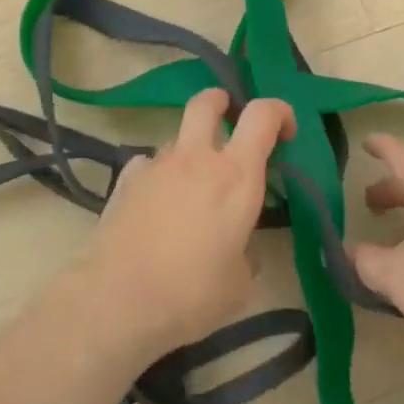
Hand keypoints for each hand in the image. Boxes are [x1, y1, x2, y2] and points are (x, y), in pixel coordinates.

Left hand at [82, 88, 295, 358]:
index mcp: (237, 175)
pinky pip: (148, 165)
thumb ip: (246, 254)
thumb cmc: (192, 293)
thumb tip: (239, 250)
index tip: (286, 132)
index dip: (280, 112)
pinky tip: (155, 204)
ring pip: (177, 137)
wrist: (117, 301)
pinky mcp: (124, 181)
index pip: (263, 115)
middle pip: (207, 102)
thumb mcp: (240, 284)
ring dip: (190, 150)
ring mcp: (156, 165)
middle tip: (230, 120)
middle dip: (222, 102)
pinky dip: (158, 176)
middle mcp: (196, 158)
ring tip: (191, 188)